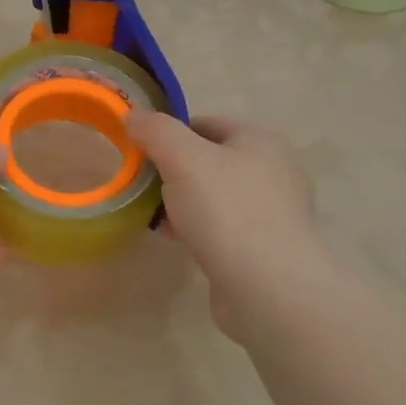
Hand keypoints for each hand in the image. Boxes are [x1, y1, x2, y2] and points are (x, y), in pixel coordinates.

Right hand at [124, 112, 332, 342]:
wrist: (269, 288)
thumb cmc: (227, 211)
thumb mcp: (182, 158)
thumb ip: (155, 131)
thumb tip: (133, 116)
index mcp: (260, 141)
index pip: (205, 123)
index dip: (168, 134)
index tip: (139, 154)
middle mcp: (272, 171)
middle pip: (207, 161)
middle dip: (171, 173)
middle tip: (142, 187)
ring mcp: (271, 212)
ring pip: (212, 196)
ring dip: (180, 204)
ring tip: (153, 217)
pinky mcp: (263, 247)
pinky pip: (220, 228)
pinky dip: (195, 230)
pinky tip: (174, 240)